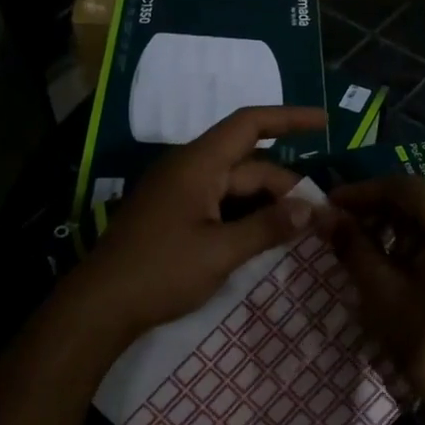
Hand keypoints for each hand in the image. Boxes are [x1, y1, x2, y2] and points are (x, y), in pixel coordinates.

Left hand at [72, 106, 330, 340]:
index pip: (250, 124)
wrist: (100, 305)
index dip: (289, 118)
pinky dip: (246, 214)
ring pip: (234, 186)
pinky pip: (219, 203)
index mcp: (198, 164)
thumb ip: (268, 227)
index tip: (325, 122)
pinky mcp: (173, 215)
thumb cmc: (161, 271)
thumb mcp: (221, 252)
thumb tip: (312, 209)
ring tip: (301, 225)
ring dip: (267, 201)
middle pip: (248, 164)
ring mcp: (178, 192)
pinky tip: (266, 235)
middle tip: (321, 214)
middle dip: (286, 184)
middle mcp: (188, 169)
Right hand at [328, 176, 424, 424]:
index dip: (364, 192)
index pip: (405, 187)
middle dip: (394, 200)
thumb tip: (324, 215)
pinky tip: (420, 257)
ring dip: (422, 212)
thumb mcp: (382, 293)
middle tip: (360, 221)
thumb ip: (353, 245)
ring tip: (387, 241)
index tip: (332, 204)